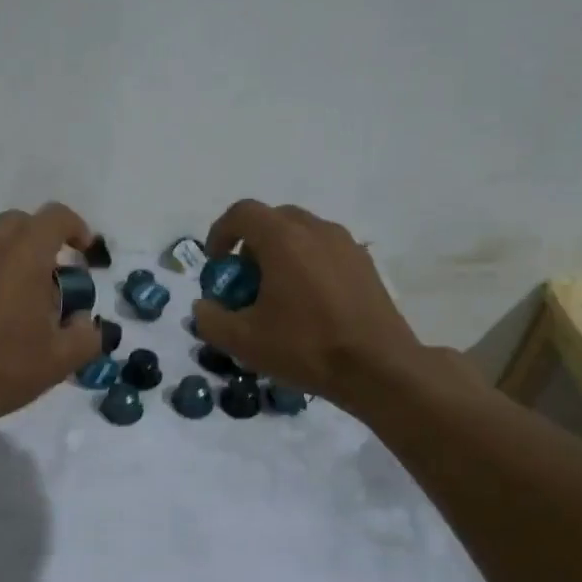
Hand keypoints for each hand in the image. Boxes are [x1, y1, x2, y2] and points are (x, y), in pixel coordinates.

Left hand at [0, 204, 102, 437]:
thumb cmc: (1, 369)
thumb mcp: (61, 360)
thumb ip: (87, 334)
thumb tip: (83, 321)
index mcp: (23, 255)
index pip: (55, 217)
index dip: (77, 228)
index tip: (85, 253)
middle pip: (22, 223)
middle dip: (44, 241)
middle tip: (56, 277)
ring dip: (15, 256)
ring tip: (23, 298)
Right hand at [190, 201, 482, 412]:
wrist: (378, 368)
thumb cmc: (305, 347)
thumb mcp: (243, 342)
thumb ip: (210, 320)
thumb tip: (203, 307)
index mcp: (283, 239)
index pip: (242, 213)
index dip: (220, 233)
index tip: (216, 265)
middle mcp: (316, 230)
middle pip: (273, 219)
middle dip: (251, 244)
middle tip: (245, 280)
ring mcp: (346, 244)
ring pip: (302, 234)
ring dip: (281, 253)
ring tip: (277, 293)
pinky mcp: (365, 264)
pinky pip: (325, 251)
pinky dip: (307, 264)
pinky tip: (309, 303)